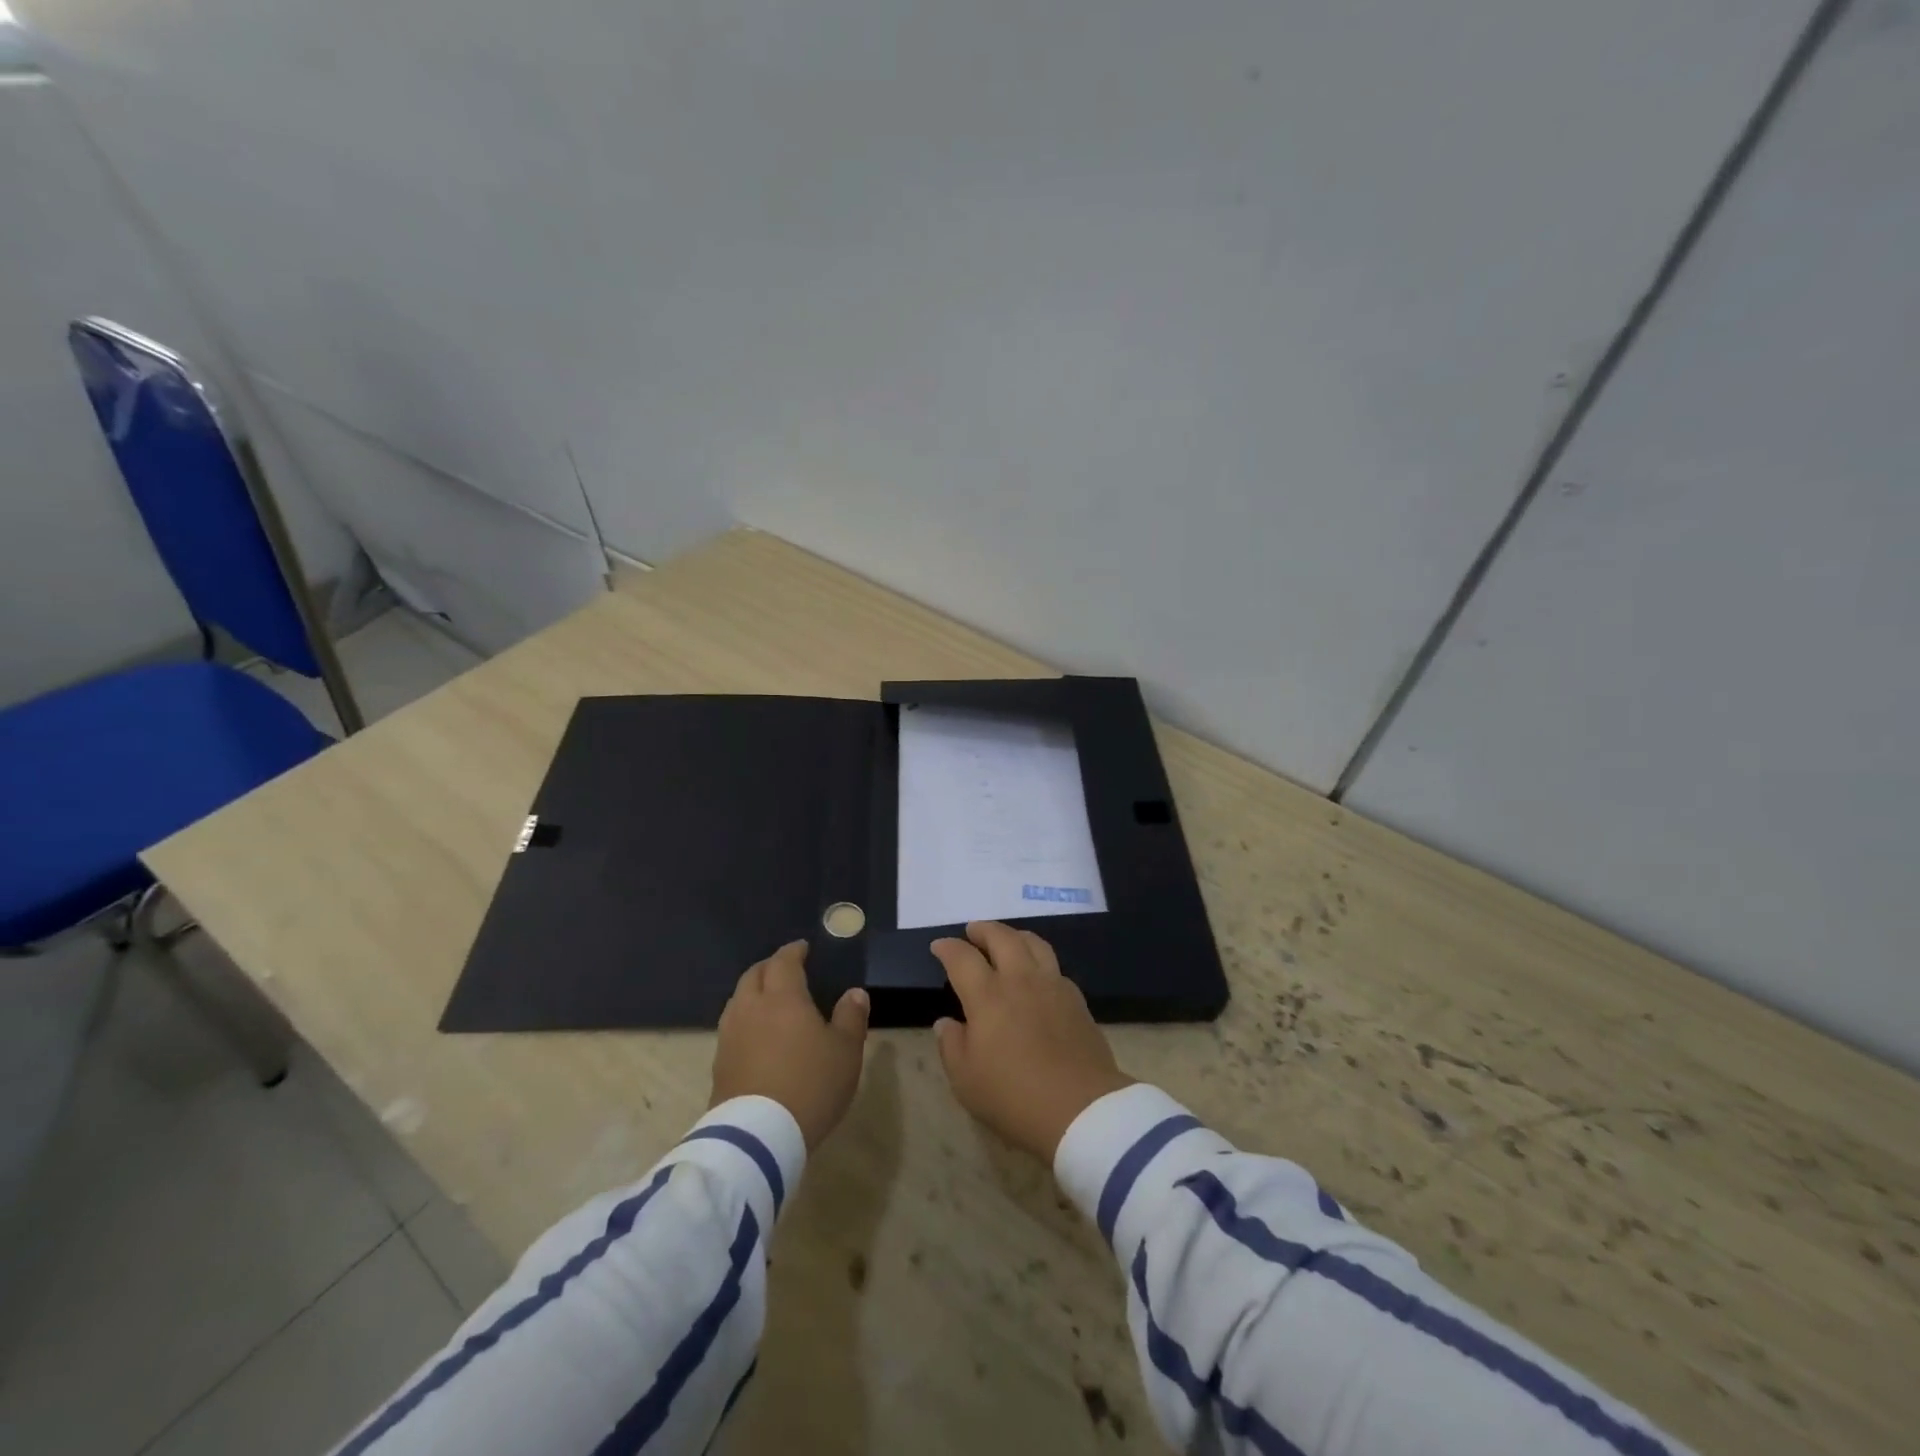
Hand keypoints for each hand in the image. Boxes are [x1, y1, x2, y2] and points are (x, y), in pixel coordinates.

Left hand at [711, 941, 869, 1150]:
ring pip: (738, 1000)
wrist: (758, 1137)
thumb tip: (855, 993)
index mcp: (783, 997)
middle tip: (785, 969)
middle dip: (769, 967)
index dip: (793, 952)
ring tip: (769, 999)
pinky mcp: (719, 1064)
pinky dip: (745, 1020)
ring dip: (753, 992)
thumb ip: (851, 1018)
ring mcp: (730, 1036)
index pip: (784, 962)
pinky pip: (732, 1027)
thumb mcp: (845, 1052)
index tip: (802, 948)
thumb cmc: (810, 1084)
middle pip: (754, 975)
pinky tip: (756, 1034)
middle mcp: (751, 1008)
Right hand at [932, 922, 1132, 1161]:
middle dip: (984, 930)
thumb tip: (946, 1023)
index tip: (939, 946)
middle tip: (972, 931)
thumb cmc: (1014, 1096)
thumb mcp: (966, 1080)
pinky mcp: (1077, 1000)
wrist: (1081, 1108)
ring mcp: (1053, 986)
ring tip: (1007, 940)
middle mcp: (1020, 980)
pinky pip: (1055, 966)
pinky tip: (1037, 974)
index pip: (962, 958)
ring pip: (1034, 943)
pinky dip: (1039, 960)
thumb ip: (952, 1046)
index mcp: (988, 996)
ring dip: (1015, 935)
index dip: (948, 948)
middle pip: (1002, 938)